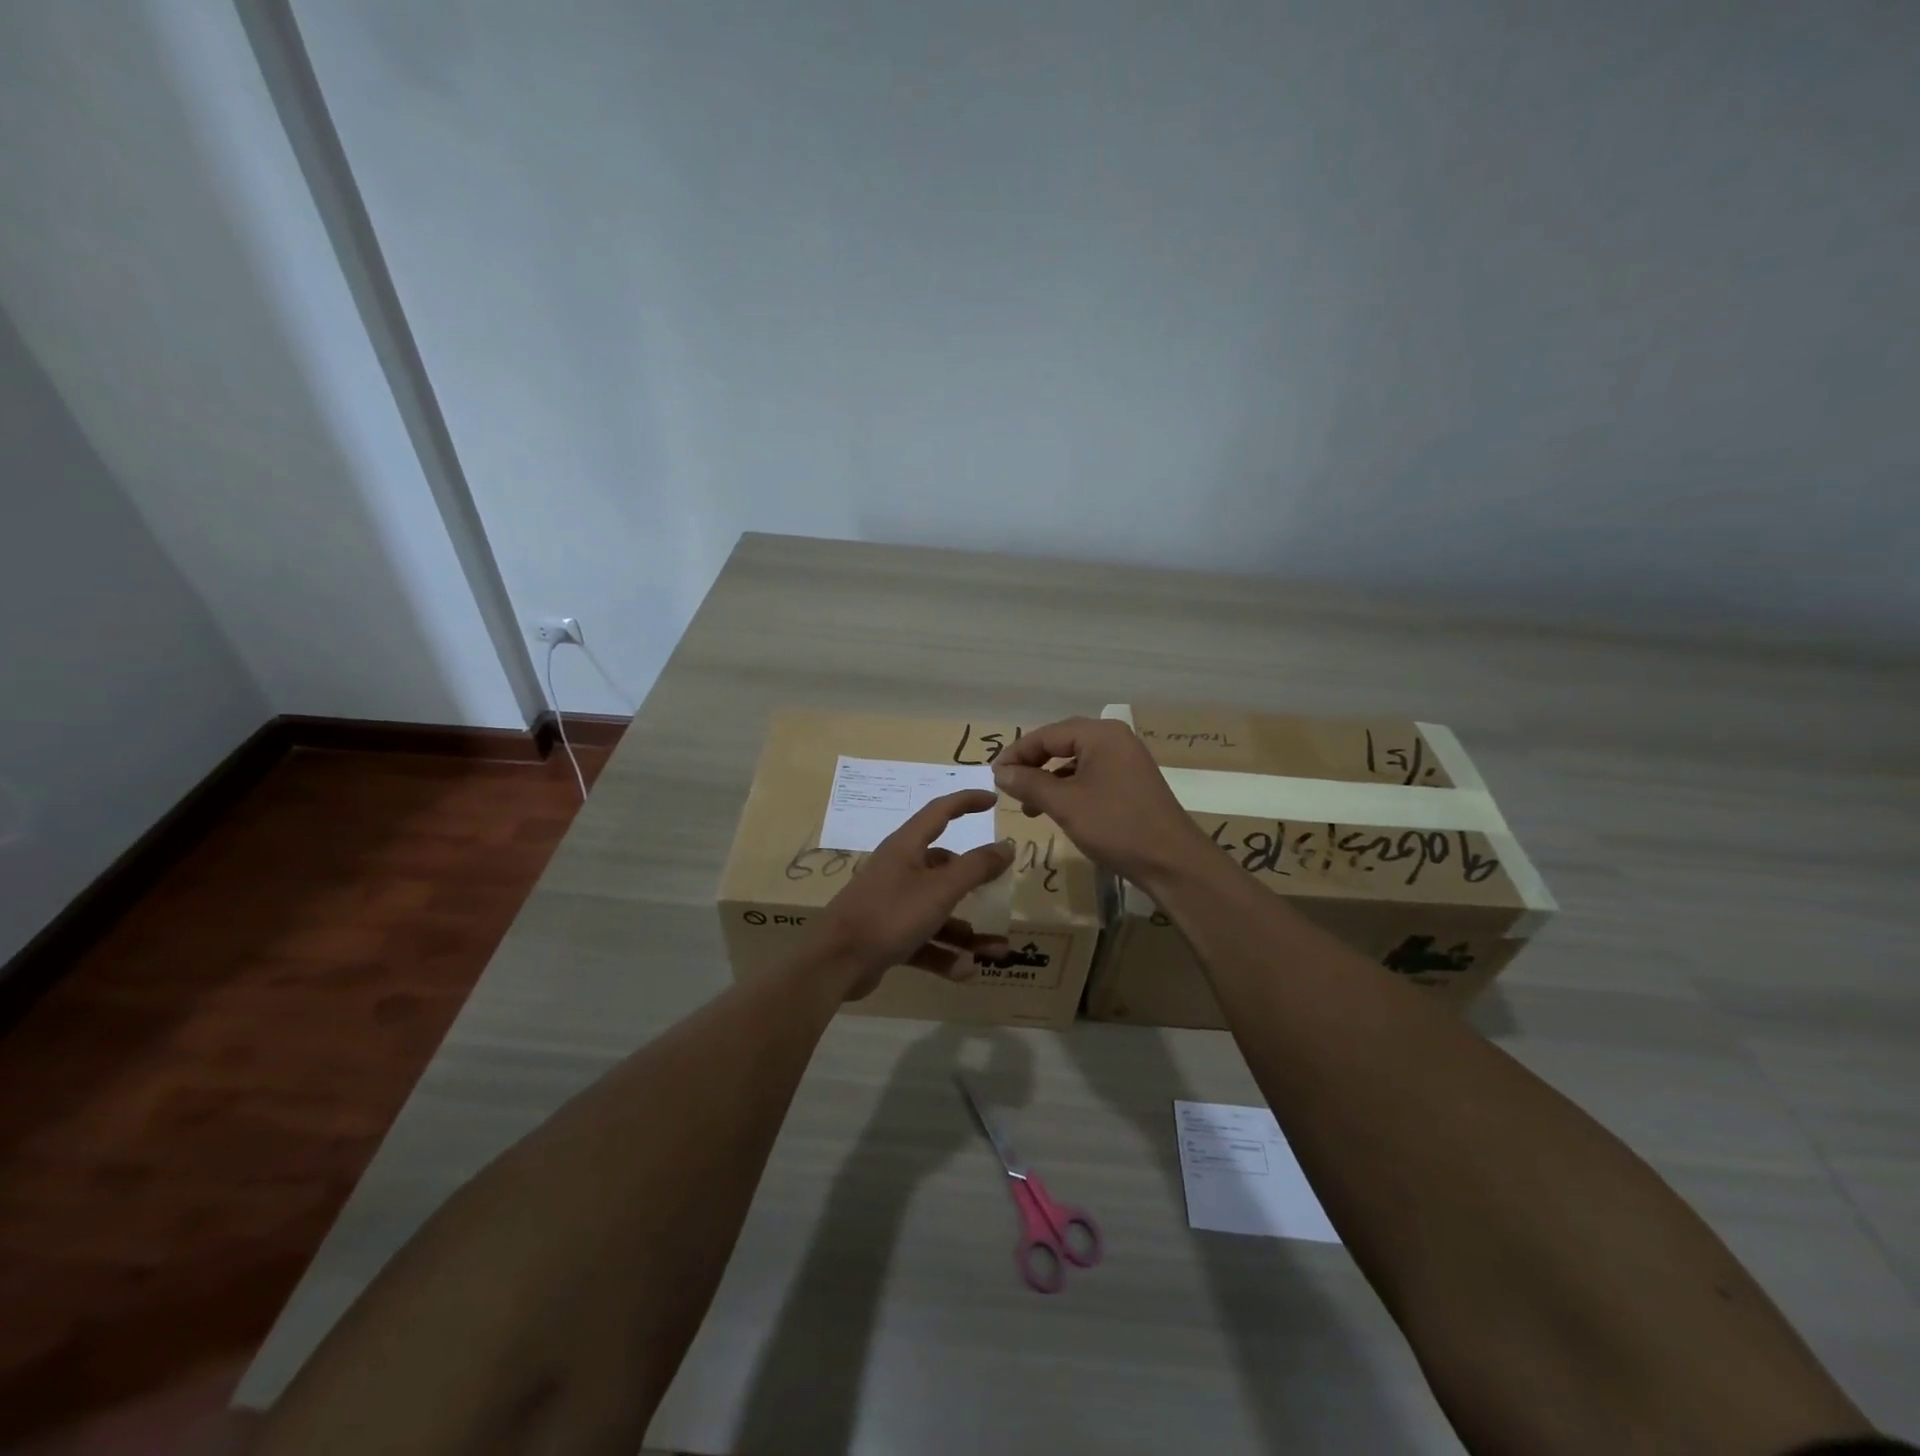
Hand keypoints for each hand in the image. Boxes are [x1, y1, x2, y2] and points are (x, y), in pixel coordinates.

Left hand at [801, 790, 1013, 999]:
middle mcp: (899, 870)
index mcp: (907, 847)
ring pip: (939, 912)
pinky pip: (925, 940)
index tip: (993, 800)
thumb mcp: (940, 889)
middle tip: (1000, 890)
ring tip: (997, 951)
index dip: (967, 802)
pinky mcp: (888, 936)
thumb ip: (976, 867)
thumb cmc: (890, 914)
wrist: (836, 962)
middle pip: (945, 868)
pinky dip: (945, 954)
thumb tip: (1006, 845)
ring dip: (968, 931)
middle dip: (976, 884)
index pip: (940, 812)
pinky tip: (965, 970)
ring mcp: (893, 904)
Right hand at [992, 717, 1206, 886]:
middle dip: (1032, 765)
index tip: (994, 775)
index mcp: (1100, 734)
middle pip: (1062, 743)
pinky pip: (1090, 777)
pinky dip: (1068, 789)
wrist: (1172, 862)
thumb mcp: (1065, 804)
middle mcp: (1115, 740)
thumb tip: (1001, 772)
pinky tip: (1056, 810)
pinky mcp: (1130, 784)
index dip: (1017, 752)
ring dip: (1048, 780)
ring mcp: (1126, 762)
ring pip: (1075, 762)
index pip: (1047, 734)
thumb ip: (1029, 783)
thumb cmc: (1116, 826)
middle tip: (1007, 786)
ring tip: (1027, 806)